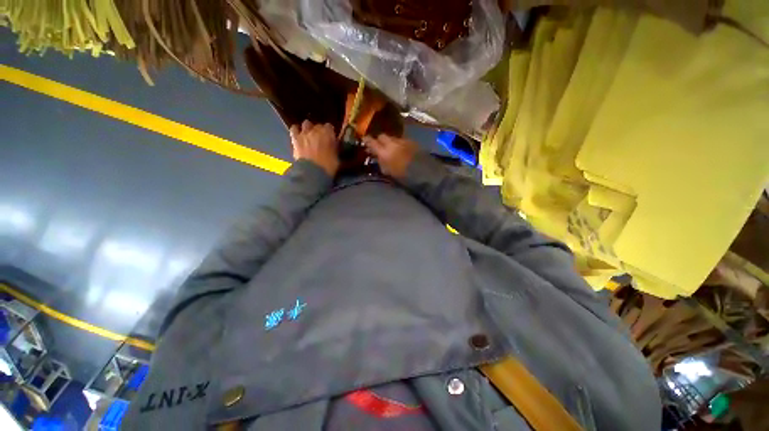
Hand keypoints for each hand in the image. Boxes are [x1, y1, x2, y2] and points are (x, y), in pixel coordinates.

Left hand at [290, 121, 338, 176]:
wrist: (312, 172)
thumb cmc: (328, 166)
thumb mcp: (336, 157)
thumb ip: (334, 148)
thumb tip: (334, 144)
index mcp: (328, 134)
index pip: (329, 126)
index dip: (330, 132)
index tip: (331, 138)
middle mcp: (316, 130)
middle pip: (318, 125)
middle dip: (320, 130)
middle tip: (321, 138)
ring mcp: (305, 133)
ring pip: (306, 123)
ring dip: (308, 128)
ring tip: (309, 135)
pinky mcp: (295, 138)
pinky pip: (294, 129)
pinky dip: (296, 130)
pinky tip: (299, 135)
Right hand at [363, 134, 418, 178]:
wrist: (423, 172)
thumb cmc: (403, 176)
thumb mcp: (388, 172)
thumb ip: (381, 162)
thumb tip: (377, 157)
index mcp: (384, 152)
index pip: (372, 142)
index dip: (367, 140)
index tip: (364, 139)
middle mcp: (392, 143)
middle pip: (382, 136)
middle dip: (379, 140)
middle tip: (379, 146)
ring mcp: (403, 140)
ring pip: (392, 137)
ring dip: (390, 142)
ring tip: (392, 149)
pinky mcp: (412, 141)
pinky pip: (401, 140)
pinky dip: (399, 144)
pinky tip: (402, 150)